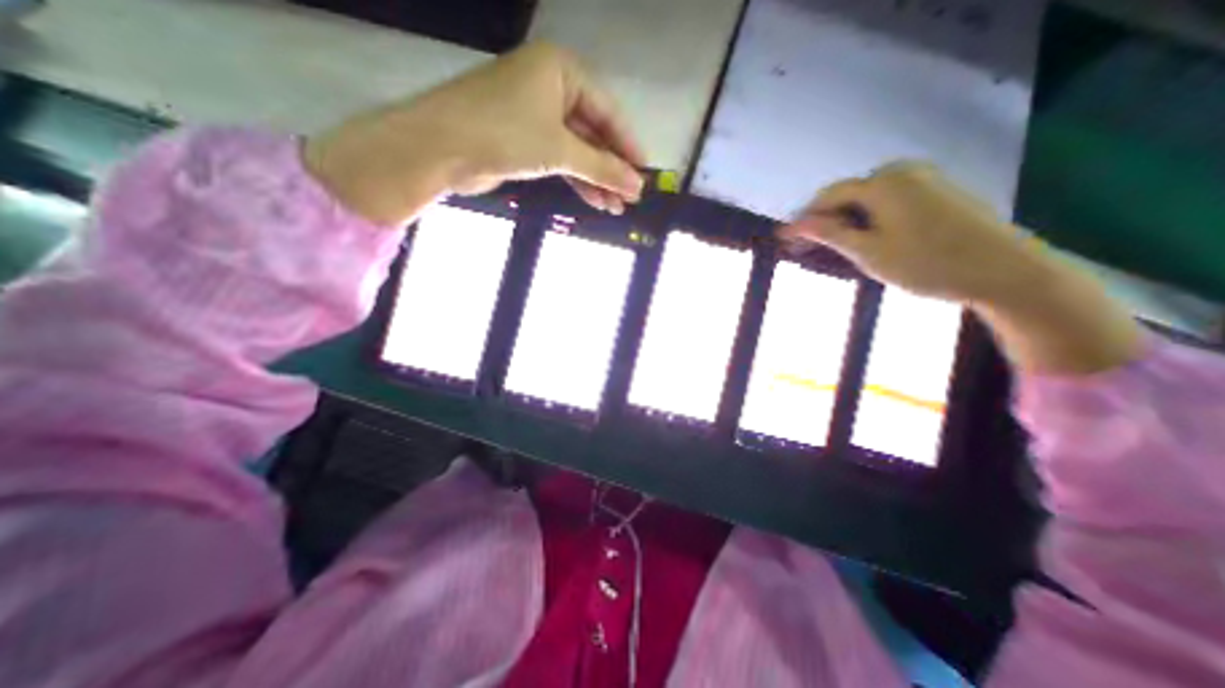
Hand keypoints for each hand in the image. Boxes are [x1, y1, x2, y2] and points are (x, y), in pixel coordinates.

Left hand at [304, 41, 649, 226]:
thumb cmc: (505, 134)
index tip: (645, 175)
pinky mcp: (526, 141)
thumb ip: (602, 167)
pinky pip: (562, 160)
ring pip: (579, 151)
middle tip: (631, 198)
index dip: (629, 147)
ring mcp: (537, 116)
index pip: (609, 112)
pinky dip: (578, 180)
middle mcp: (552, 88)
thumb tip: (637, 186)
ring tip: (616, 207)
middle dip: (612, 169)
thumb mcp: (561, 150)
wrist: (441, 148)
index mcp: (562, 71)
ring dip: (597, 180)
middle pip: (594, 133)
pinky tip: (595, 200)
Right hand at [779, 160, 1045, 302]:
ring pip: (867, 197)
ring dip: (846, 218)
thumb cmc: (926, 263)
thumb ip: (829, 233)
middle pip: (847, 194)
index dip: (803, 218)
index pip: (827, 197)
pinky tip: (867, 236)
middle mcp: (901, 171)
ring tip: (834, 245)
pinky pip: (888, 198)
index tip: (785, 239)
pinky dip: (869, 216)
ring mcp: (923, 177)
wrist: (1002, 269)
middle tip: (807, 247)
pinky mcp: (937, 189)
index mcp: (882, 183)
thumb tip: (795, 225)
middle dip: (824, 218)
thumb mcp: (868, 252)